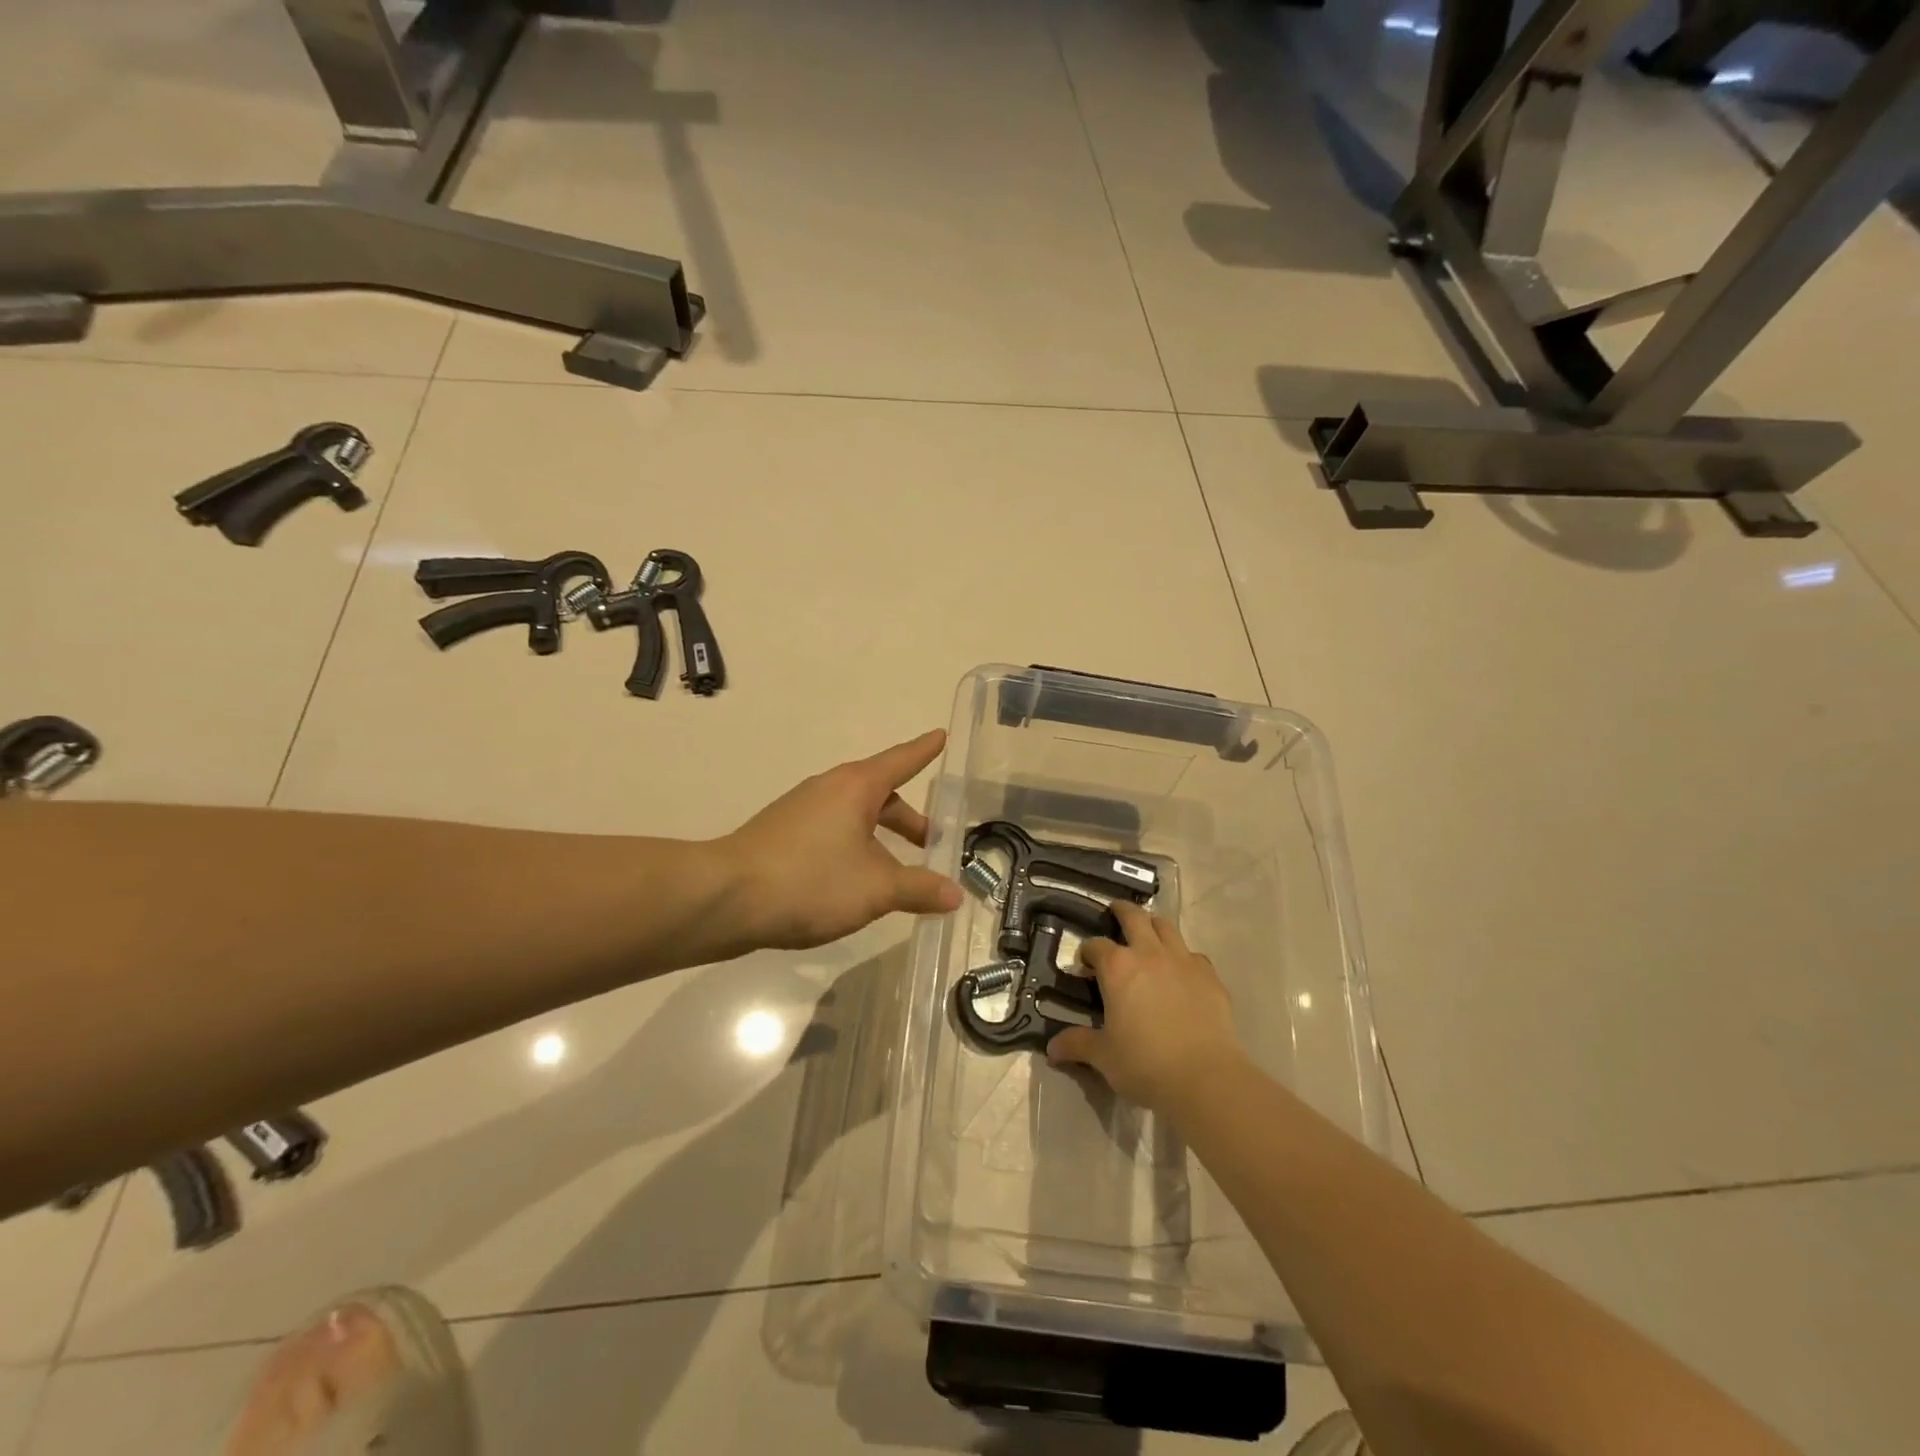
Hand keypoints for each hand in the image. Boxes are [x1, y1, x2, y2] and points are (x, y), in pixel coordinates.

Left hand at [717, 730, 962, 950]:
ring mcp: (801, 811)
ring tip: (898, 872)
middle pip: (880, 795)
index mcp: (856, 787)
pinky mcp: (782, 836)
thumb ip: (919, 888)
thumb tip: (955, 894)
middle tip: (934, 842)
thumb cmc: (810, 880)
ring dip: (881, 838)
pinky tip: (856, 883)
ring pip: (854, 817)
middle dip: (909, 819)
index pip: (901, 761)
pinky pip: (832, 833)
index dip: (924, 751)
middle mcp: (828, 789)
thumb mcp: (875, 888)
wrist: (724, 899)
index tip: (941, 736)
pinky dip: (854, 849)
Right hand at [1047, 900, 1244, 1113]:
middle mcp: (1149, 953)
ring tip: (1148, 935)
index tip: (1085, 965)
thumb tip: (1052, 1049)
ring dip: (1153, 926)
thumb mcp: (1104, 1056)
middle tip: (1114, 913)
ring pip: (1166, 927)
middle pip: (1134, 917)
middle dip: (1121, 911)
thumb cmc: (1145, 1063)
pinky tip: (1181, 973)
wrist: (1205, 1078)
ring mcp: (1183, 961)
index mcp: (1118, 967)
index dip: (1087, 952)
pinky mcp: (1210, 976)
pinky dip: (1183, 957)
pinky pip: (1193, 955)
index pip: (1096, 946)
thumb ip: (1077, 1045)